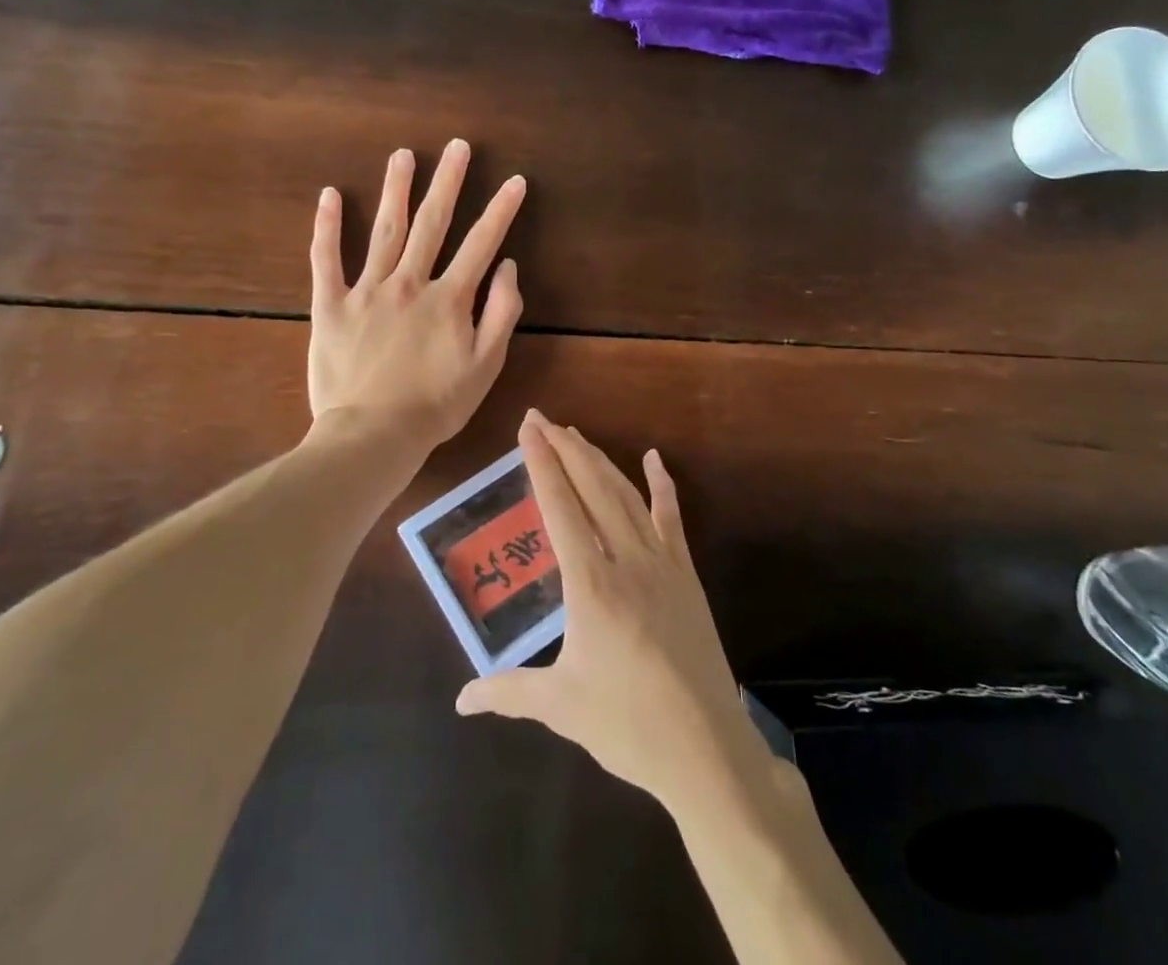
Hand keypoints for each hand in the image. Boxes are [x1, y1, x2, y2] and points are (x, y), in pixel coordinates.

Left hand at [308, 140, 525, 455]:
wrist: (372, 435)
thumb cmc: (435, 405)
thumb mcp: (485, 367)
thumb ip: (501, 313)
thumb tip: (508, 267)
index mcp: (448, 299)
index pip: (480, 244)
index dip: (500, 211)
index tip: (514, 180)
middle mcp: (408, 283)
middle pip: (432, 223)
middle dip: (448, 182)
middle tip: (457, 146)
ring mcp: (366, 290)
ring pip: (384, 230)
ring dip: (395, 189)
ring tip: (403, 155)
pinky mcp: (330, 305)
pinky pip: (326, 259)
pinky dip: (327, 226)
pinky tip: (329, 195)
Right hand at [455, 413, 767, 815]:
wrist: (706, 748)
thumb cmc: (627, 725)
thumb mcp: (560, 706)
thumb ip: (508, 692)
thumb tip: (461, 701)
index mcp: (590, 584)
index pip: (559, 508)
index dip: (541, 464)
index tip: (528, 429)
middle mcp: (625, 559)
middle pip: (592, 488)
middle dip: (565, 449)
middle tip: (542, 418)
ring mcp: (661, 563)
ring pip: (626, 495)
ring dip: (599, 461)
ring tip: (576, 434)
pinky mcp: (686, 574)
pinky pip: (672, 518)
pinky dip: (663, 485)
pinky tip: (654, 459)